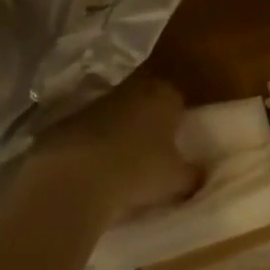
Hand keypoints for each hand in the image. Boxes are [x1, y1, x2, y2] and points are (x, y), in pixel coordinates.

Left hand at [38, 77, 200, 222]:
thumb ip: (193, 174)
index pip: (177, 98)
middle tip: (153, 151)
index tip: (178, 141)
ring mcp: (97, 102)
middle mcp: (132, 89)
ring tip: (122, 163)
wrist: (74, 177)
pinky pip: (90, 129)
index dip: (179, 119)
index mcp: (163, 96)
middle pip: (146, 102)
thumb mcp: (176, 180)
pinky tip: (95, 168)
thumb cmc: (137, 171)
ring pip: (117, 113)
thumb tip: (201, 173)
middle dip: (149, 122)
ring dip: (120, 131)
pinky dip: (94, 143)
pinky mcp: (68, 119)